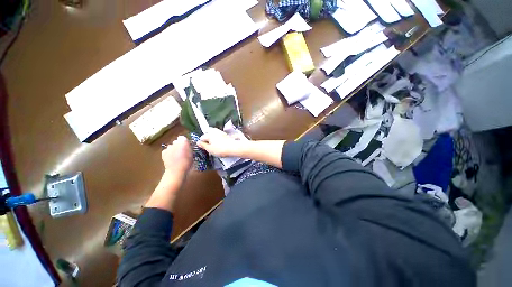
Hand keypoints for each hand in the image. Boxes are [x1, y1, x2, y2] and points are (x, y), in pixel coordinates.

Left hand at [162, 135, 191, 174]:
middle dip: (179, 145)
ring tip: (177, 156)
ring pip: (172, 146)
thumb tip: (188, 145)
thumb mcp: (193, 154)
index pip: (183, 138)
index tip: (187, 147)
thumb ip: (190, 147)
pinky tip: (172, 158)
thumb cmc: (187, 162)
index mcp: (184, 141)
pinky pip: (167, 151)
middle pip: (177, 141)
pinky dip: (169, 153)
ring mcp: (168, 147)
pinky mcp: (163, 152)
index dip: (185, 142)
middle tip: (183, 151)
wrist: (177, 170)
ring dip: (174, 149)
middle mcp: (175, 142)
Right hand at [197, 128, 244, 157]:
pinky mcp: (226, 134)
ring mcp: (221, 132)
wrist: (233, 148)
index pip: (202, 137)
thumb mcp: (209, 149)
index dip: (201, 142)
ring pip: (214, 133)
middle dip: (207, 137)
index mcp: (209, 134)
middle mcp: (214, 131)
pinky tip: (219, 143)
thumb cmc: (220, 149)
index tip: (203, 147)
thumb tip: (198, 142)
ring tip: (213, 144)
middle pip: (208, 133)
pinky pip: (219, 135)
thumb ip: (203, 145)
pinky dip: (218, 138)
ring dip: (212, 137)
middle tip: (208, 144)